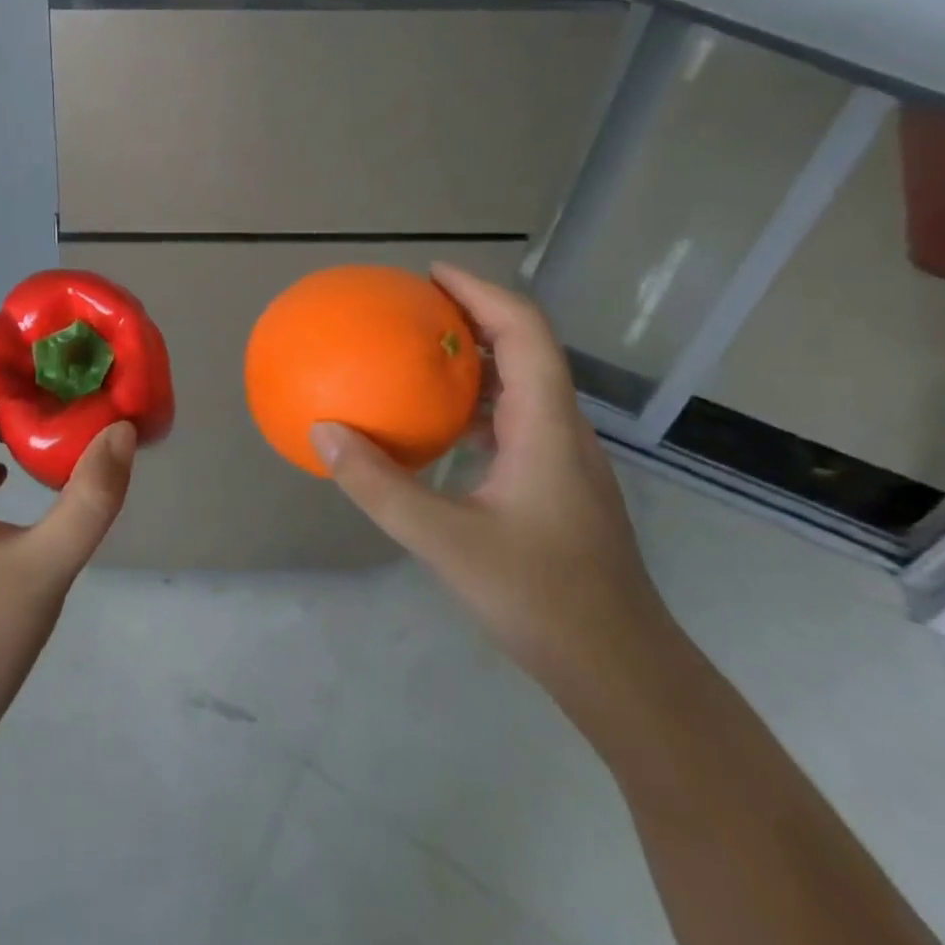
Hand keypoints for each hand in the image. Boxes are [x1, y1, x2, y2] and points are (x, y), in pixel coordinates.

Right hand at [309, 265, 675, 707]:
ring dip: (475, 359)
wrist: (621, 670)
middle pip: (526, 349)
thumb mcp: (445, 541)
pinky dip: (474, 404)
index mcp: (545, 427)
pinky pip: (513, 422)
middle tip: (414, 307)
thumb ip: (379, 486)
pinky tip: (436, 426)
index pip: (524, 332)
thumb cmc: (541, 598)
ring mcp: (562, 461)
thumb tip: (323, 433)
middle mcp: (560, 431)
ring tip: (418, 354)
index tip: (432, 274)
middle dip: (474, 315)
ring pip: (521, 386)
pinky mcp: (554, 487)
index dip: (482, 291)